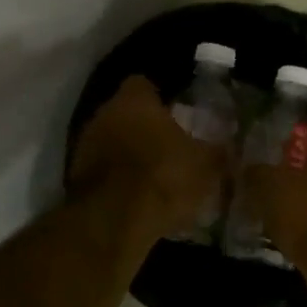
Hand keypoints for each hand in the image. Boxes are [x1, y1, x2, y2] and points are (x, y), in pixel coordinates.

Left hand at [68, 76, 223, 241]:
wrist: (114, 222)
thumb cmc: (164, 177)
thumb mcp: (206, 166)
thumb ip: (218, 153)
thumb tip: (230, 148)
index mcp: (134, 100)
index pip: (144, 84)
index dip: (161, 98)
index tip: (177, 113)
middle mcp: (103, 114)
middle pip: (125, 113)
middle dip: (145, 128)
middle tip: (170, 145)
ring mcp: (84, 146)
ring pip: (112, 142)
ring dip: (129, 155)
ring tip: (154, 175)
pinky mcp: (76, 178)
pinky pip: (103, 171)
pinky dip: (117, 180)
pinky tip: (137, 197)